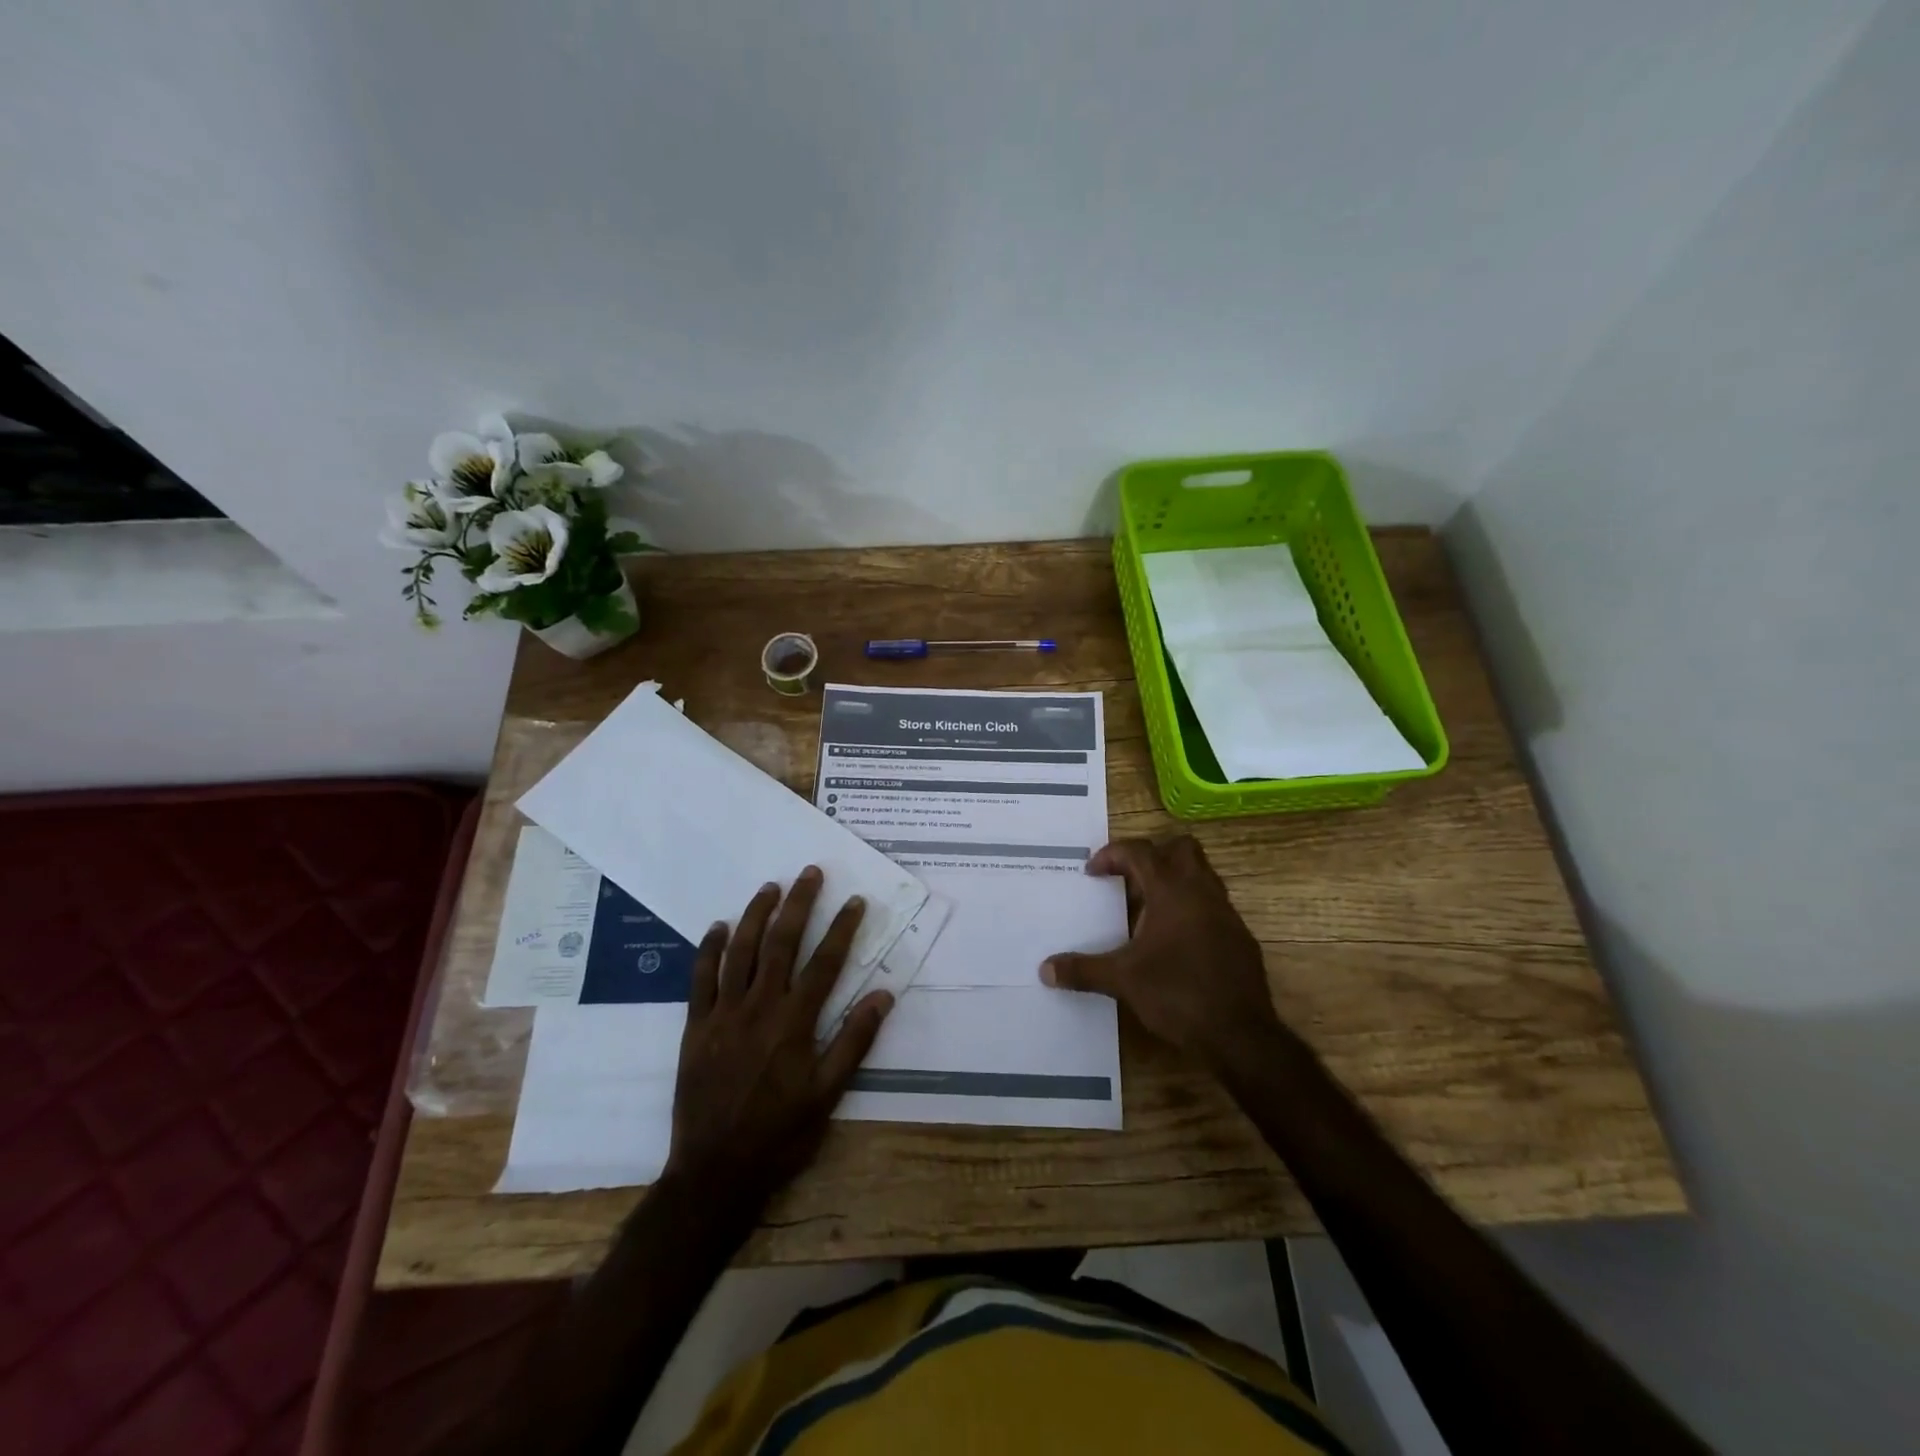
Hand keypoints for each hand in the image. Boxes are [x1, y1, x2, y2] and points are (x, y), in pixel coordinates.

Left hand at [663, 867, 892, 1214]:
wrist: (715, 1173)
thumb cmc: (780, 1136)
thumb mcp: (828, 1096)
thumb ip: (854, 1043)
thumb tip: (883, 995)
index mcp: (796, 1023)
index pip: (825, 963)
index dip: (842, 928)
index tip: (854, 901)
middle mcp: (760, 1007)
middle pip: (782, 943)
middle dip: (799, 904)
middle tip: (810, 873)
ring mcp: (724, 1014)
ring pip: (741, 951)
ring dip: (757, 915)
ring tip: (770, 888)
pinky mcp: (696, 1027)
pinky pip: (700, 978)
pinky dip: (710, 949)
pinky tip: (720, 926)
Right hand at [1040, 836, 1287, 1072]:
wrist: (1240, 1035)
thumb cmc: (1178, 995)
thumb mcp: (1123, 981)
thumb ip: (1084, 970)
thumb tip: (1045, 970)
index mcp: (1173, 891)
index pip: (1141, 852)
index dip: (1113, 855)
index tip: (1092, 872)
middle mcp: (1202, 892)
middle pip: (1181, 849)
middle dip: (1152, 855)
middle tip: (1127, 879)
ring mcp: (1226, 914)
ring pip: (1201, 876)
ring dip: (1173, 881)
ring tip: (1146, 909)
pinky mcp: (1240, 938)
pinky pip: (1212, 906)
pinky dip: (1190, 909)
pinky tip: (1174, 941)